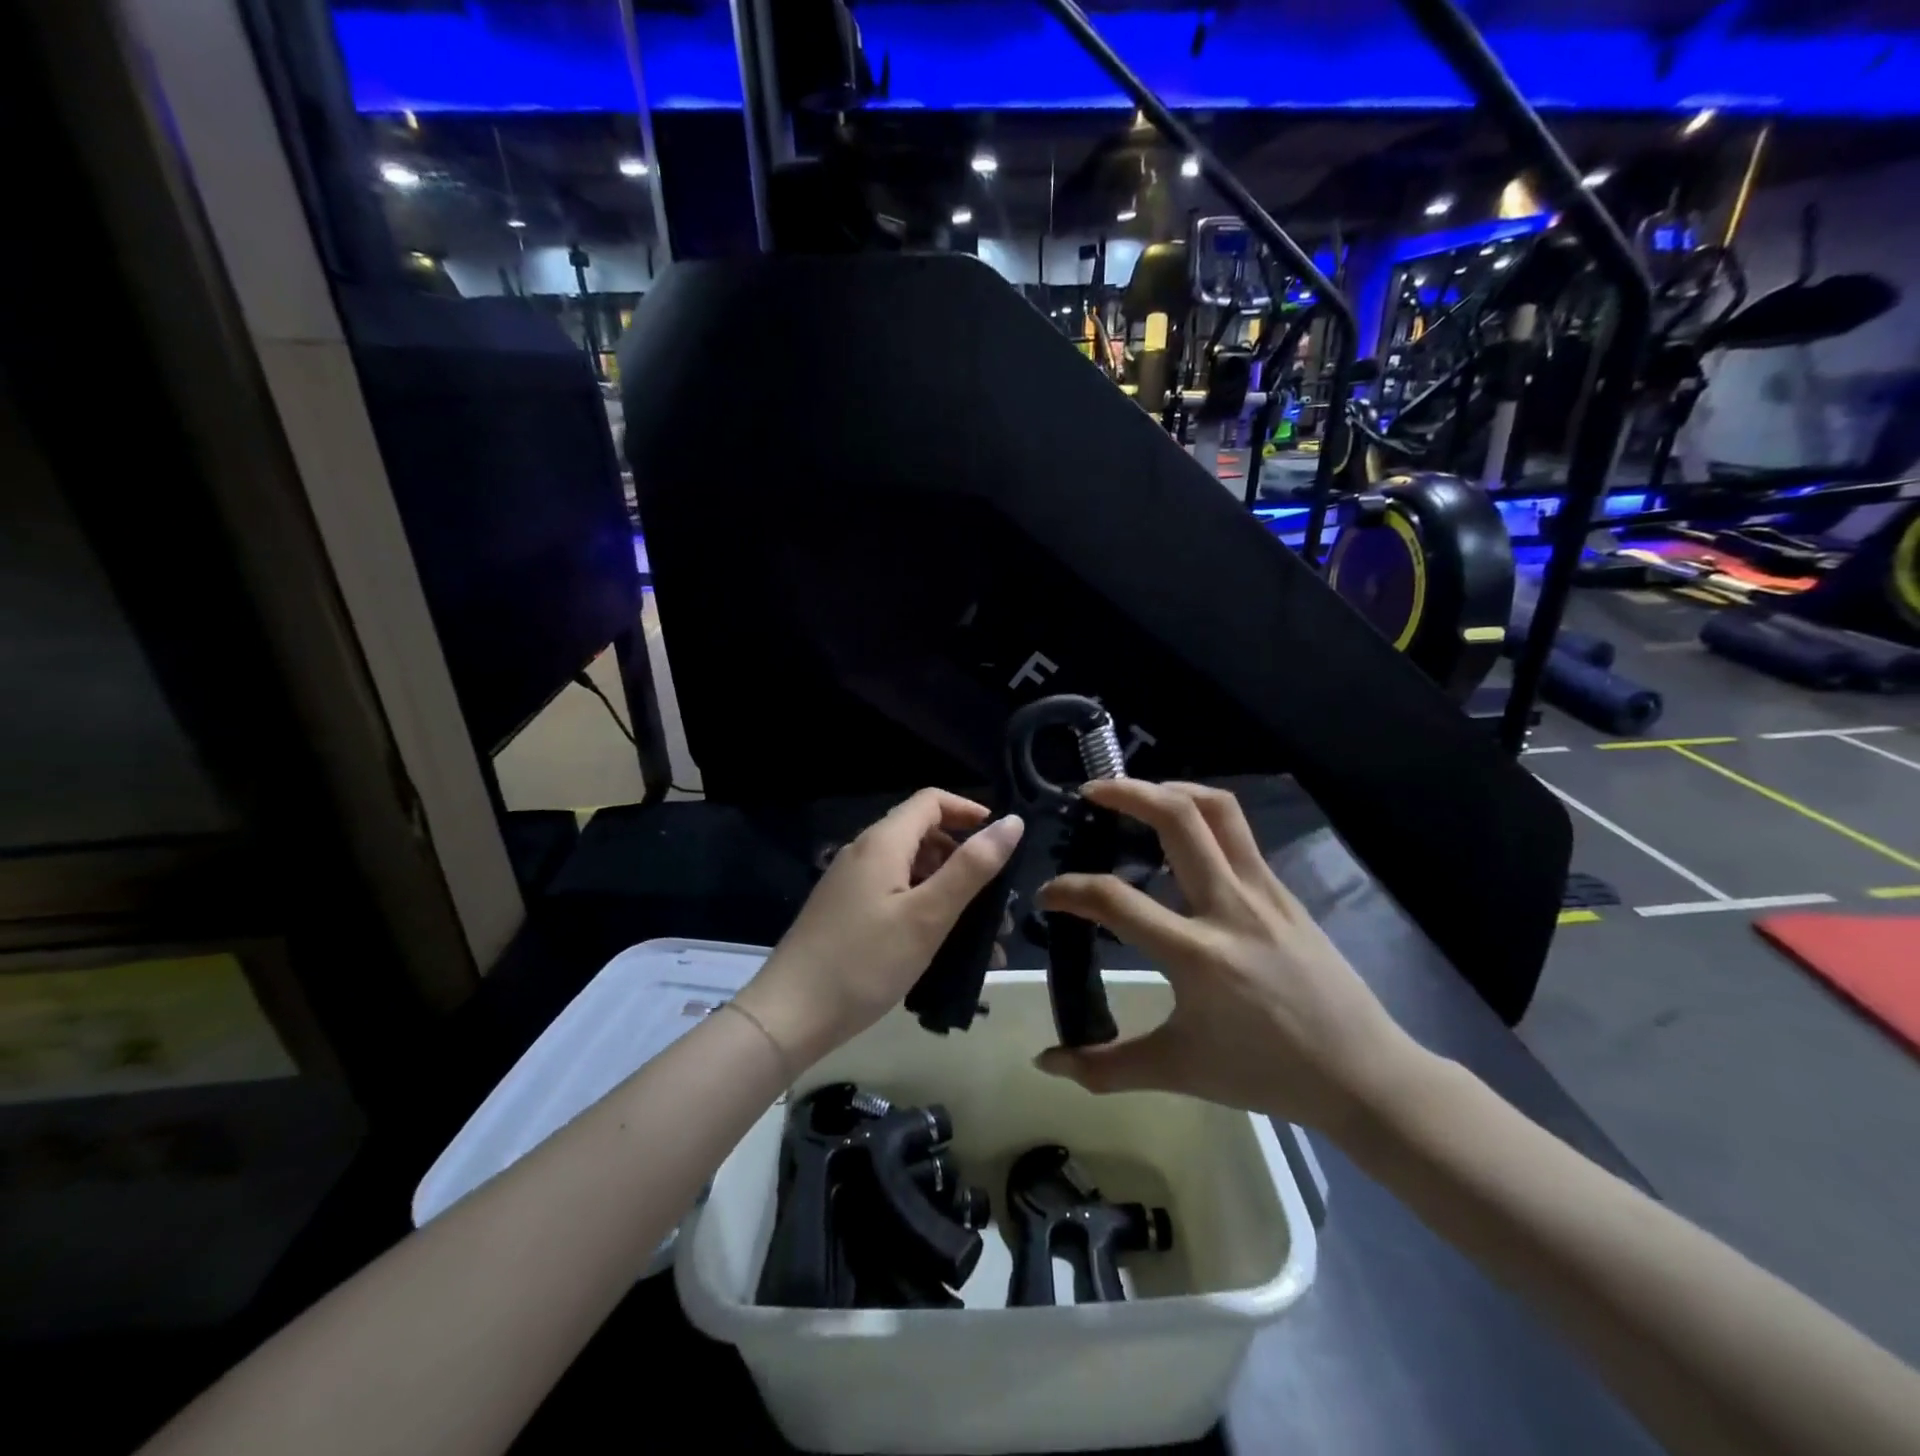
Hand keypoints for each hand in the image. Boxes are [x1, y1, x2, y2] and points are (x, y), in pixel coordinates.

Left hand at [733, 789, 1025, 1070]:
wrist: (788, 1016)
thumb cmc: (864, 962)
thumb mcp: (927, 915)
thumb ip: (972, 867)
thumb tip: (1011, 822)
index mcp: (882, 842)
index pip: (932, 801)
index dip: (970, 812)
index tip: (1003, 842)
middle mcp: (863, 853)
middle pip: (923, 836)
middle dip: (965, 861)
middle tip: (997, 902)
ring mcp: (850, 884)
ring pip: (911, 872)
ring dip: (949, 893)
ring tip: (980, 938)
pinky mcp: (845, 913)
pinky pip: (894, 897)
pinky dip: (924, 911)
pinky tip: (942, 950)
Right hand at [1033, 779, 1424, 1131]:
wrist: (1362, 1074)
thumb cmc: (1265, 1073)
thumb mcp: (1177, 1072)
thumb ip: (1104, 1067)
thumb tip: (1045, 1062)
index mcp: (1196, 954)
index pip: (1115, 901)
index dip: (1069, 890)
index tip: (1048, 893)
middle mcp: (1228, 907)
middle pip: (1176, 819)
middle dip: (1126, 793)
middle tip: (1091, 793)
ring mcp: (1262, 891)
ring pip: (1216, 810)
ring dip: (1171, 789)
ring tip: (1138, 794)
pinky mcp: (1283, 890)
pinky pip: (1239, 832)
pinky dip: (1202, 814)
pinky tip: (1183, 834)